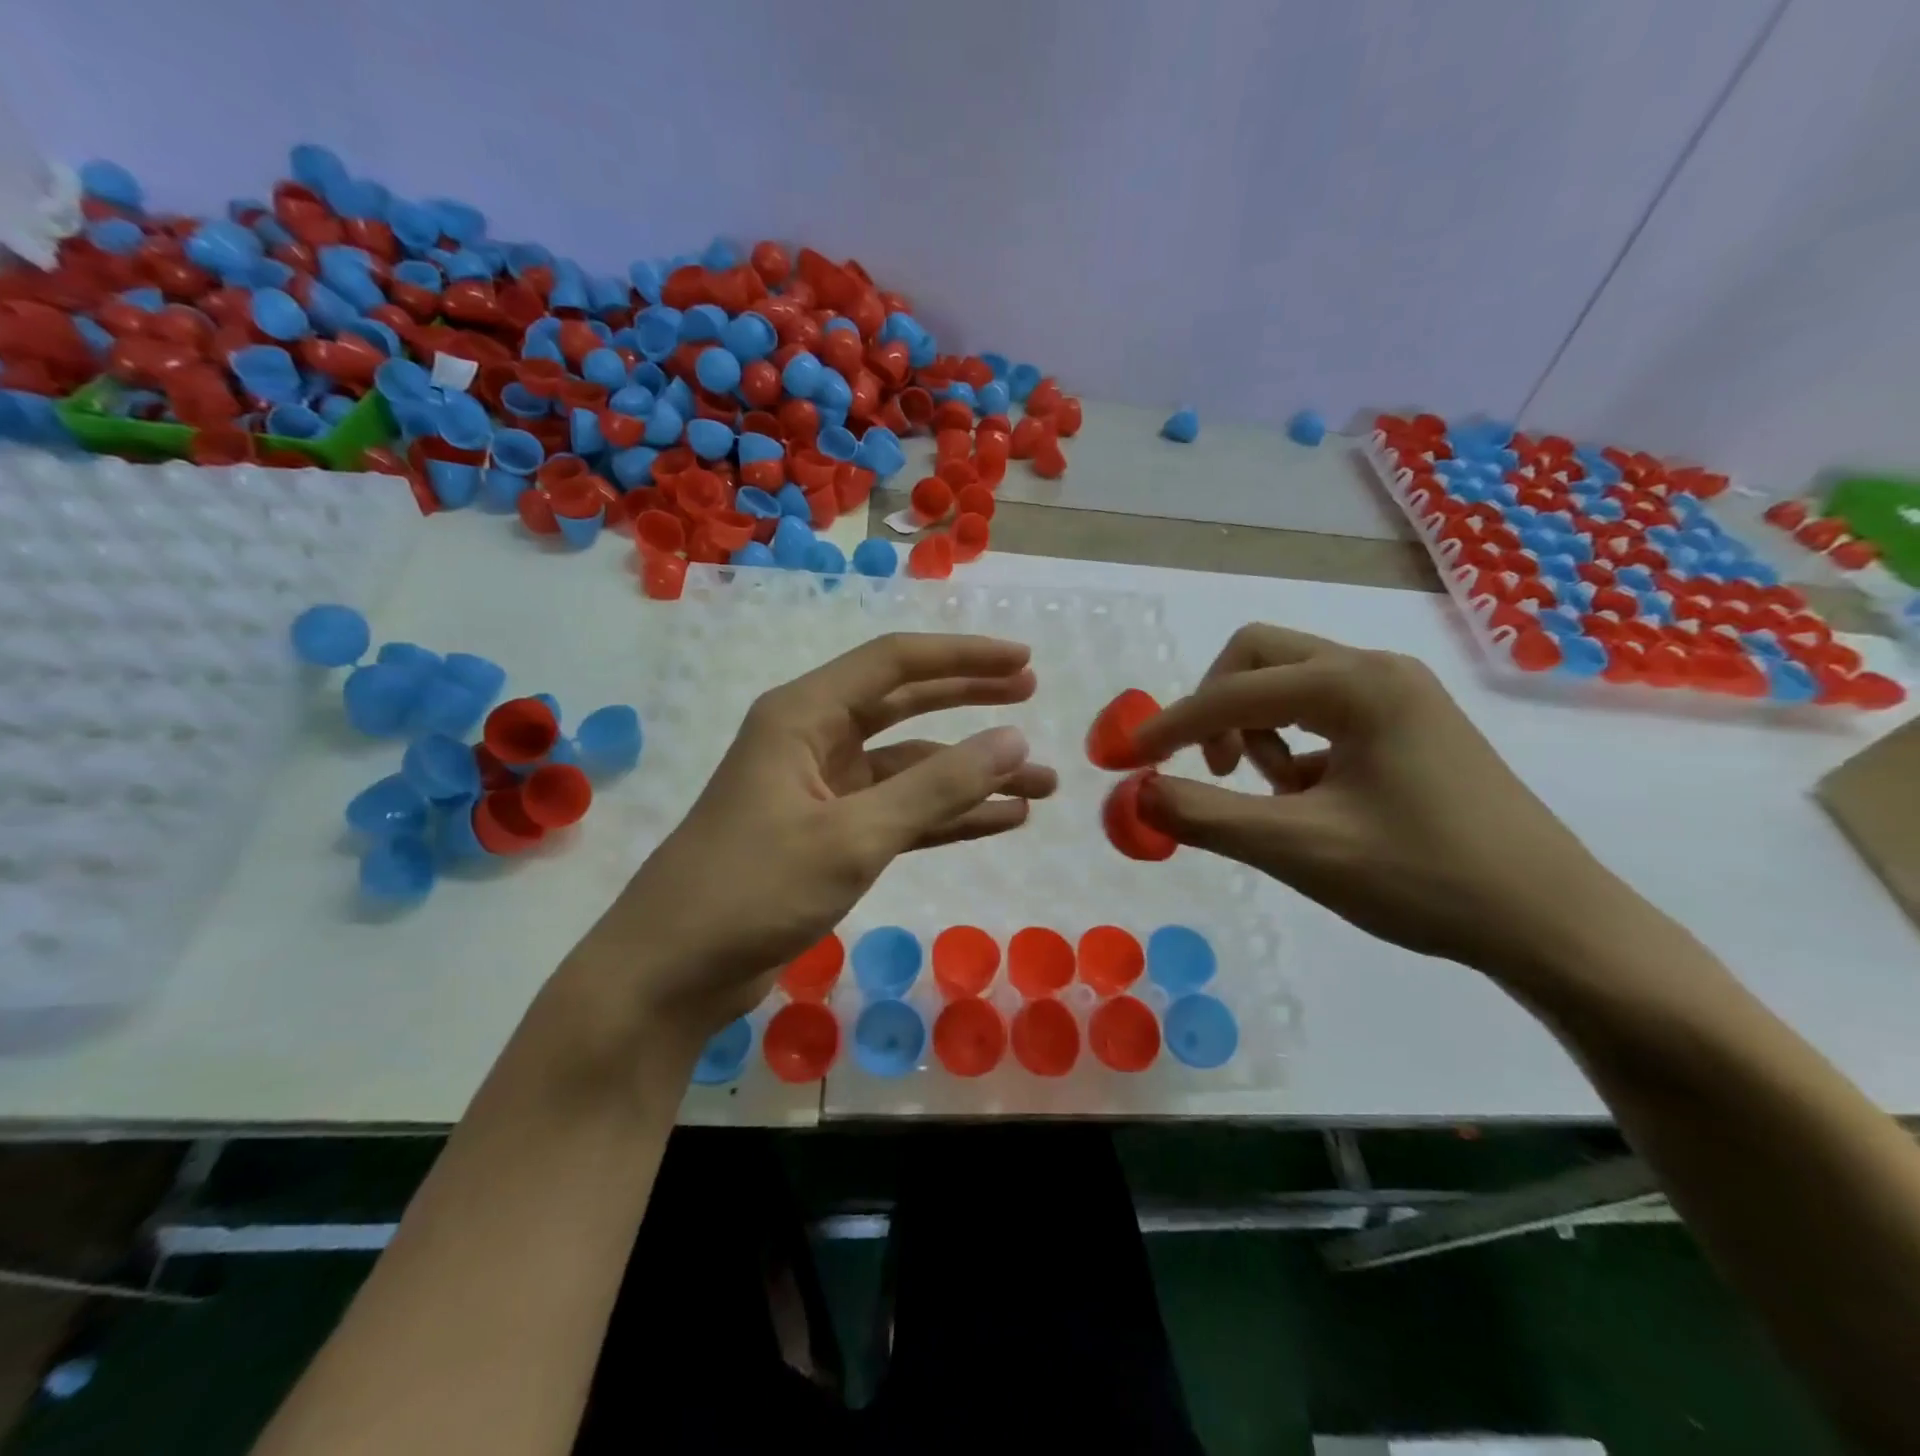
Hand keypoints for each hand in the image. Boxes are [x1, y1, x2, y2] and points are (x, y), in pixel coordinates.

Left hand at [580, 633, 1056, 1036]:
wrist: (672, 973)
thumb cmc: (752, 889)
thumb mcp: (853, 836)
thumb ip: (937, 788)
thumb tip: (1014, 739)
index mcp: (804, 716)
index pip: (894, 664)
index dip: (963, 658)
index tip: (1024, 662)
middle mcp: (814, 742)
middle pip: (906, 706)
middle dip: (970, 702)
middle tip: (1032, 696)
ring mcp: (823, 793)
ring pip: (911, 769)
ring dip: (971, 776)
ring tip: (1041, 782)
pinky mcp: (830, 839)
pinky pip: (902, 814)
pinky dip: (948, 817)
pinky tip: (1001, 820)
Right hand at [1131, 624, 1639, 984]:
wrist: (1554, 925)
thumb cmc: (1426, 879)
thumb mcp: (1300, 850)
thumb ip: (1205, 816)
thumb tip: (1136, 794)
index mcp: (1356, 685)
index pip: (1232, 690)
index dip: (1169, 725)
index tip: (1126, 760)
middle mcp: (1377, 671)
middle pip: (1260, 657)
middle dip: (1217, 706)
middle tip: (1209, 766)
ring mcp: (1401, 697)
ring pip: (1291, 682)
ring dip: (1256, 727)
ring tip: (1273, 793)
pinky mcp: (1411, 728)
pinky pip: (1324, 712)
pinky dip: (1293, 745)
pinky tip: (1310, 799)